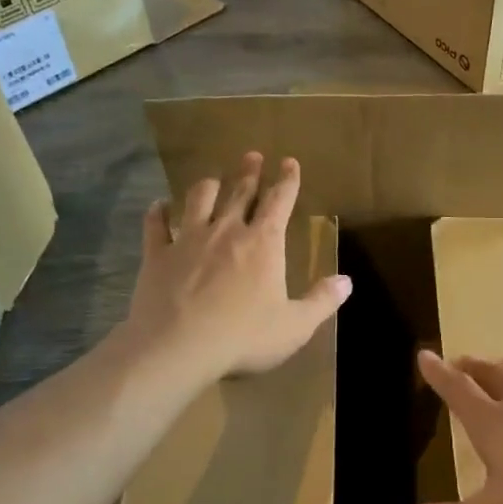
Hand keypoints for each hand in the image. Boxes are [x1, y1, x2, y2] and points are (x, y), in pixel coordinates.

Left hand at [124, 153, 351, 383]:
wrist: (176, 347)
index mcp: (263, 243)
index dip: (287, 180)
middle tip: (252, 156)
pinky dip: (158, 212)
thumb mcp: (294, 326)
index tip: (289, 162)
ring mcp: (188, 239)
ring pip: (198, 199)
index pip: (280, 201)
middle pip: (240, 192)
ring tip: (211, 179)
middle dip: (249, 172)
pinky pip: (156, 225)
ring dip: (208, 186)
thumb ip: (321, 301)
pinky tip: (159, 206)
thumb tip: (347, 281)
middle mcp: (226, 231)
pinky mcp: (157, 254)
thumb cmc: (243, 337)